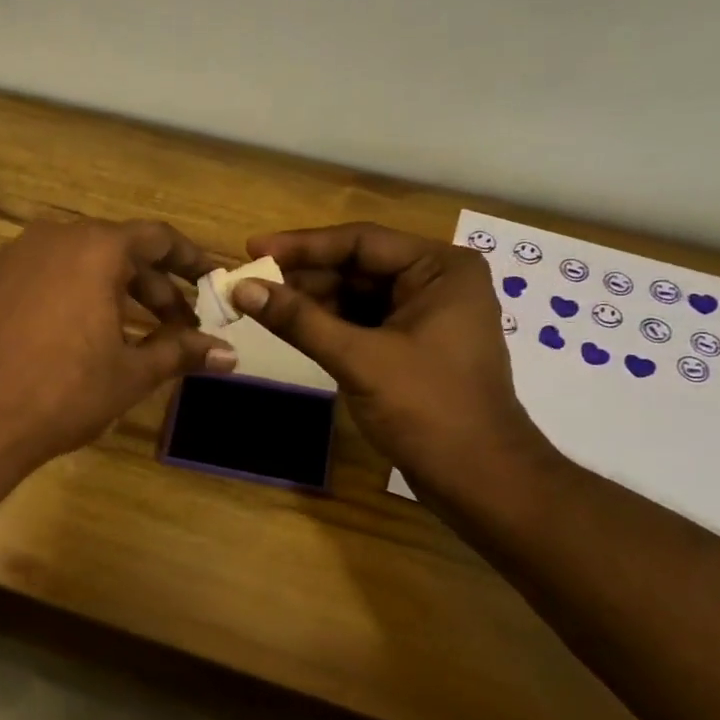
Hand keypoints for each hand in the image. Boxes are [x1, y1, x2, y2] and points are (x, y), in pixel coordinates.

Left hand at [0, 219, 235, 476]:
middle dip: (152, 286)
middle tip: (177, 325)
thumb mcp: (131, 373)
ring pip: (75, 263)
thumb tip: (229, 354)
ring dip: (110, 291)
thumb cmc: (64, 392)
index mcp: (95, 248)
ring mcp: (11, 257)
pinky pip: (39, 278)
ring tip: (129, 332)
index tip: (212, 281)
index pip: (158, 238)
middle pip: (117, 250)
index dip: (191, 259)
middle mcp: (52, 237)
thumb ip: (181, 353)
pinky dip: (67, 296)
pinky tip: (72, 335)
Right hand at [232, 223, 552, 489]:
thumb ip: (299, 320)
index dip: (301, 245)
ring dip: (310, 301)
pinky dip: (327, 325)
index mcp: (440, 269)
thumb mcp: (359, 358)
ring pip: (356, 296)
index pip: (360, 242)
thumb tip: (242, 288)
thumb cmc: (427, 408)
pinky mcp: (411, 346)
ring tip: (259, 304)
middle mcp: (435, 282)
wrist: (477, 477)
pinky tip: (291, 327)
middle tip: (248, 282)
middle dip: (303, 276)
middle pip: (357, 267)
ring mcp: (424, 315)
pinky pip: (361, 322)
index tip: (252, 249)